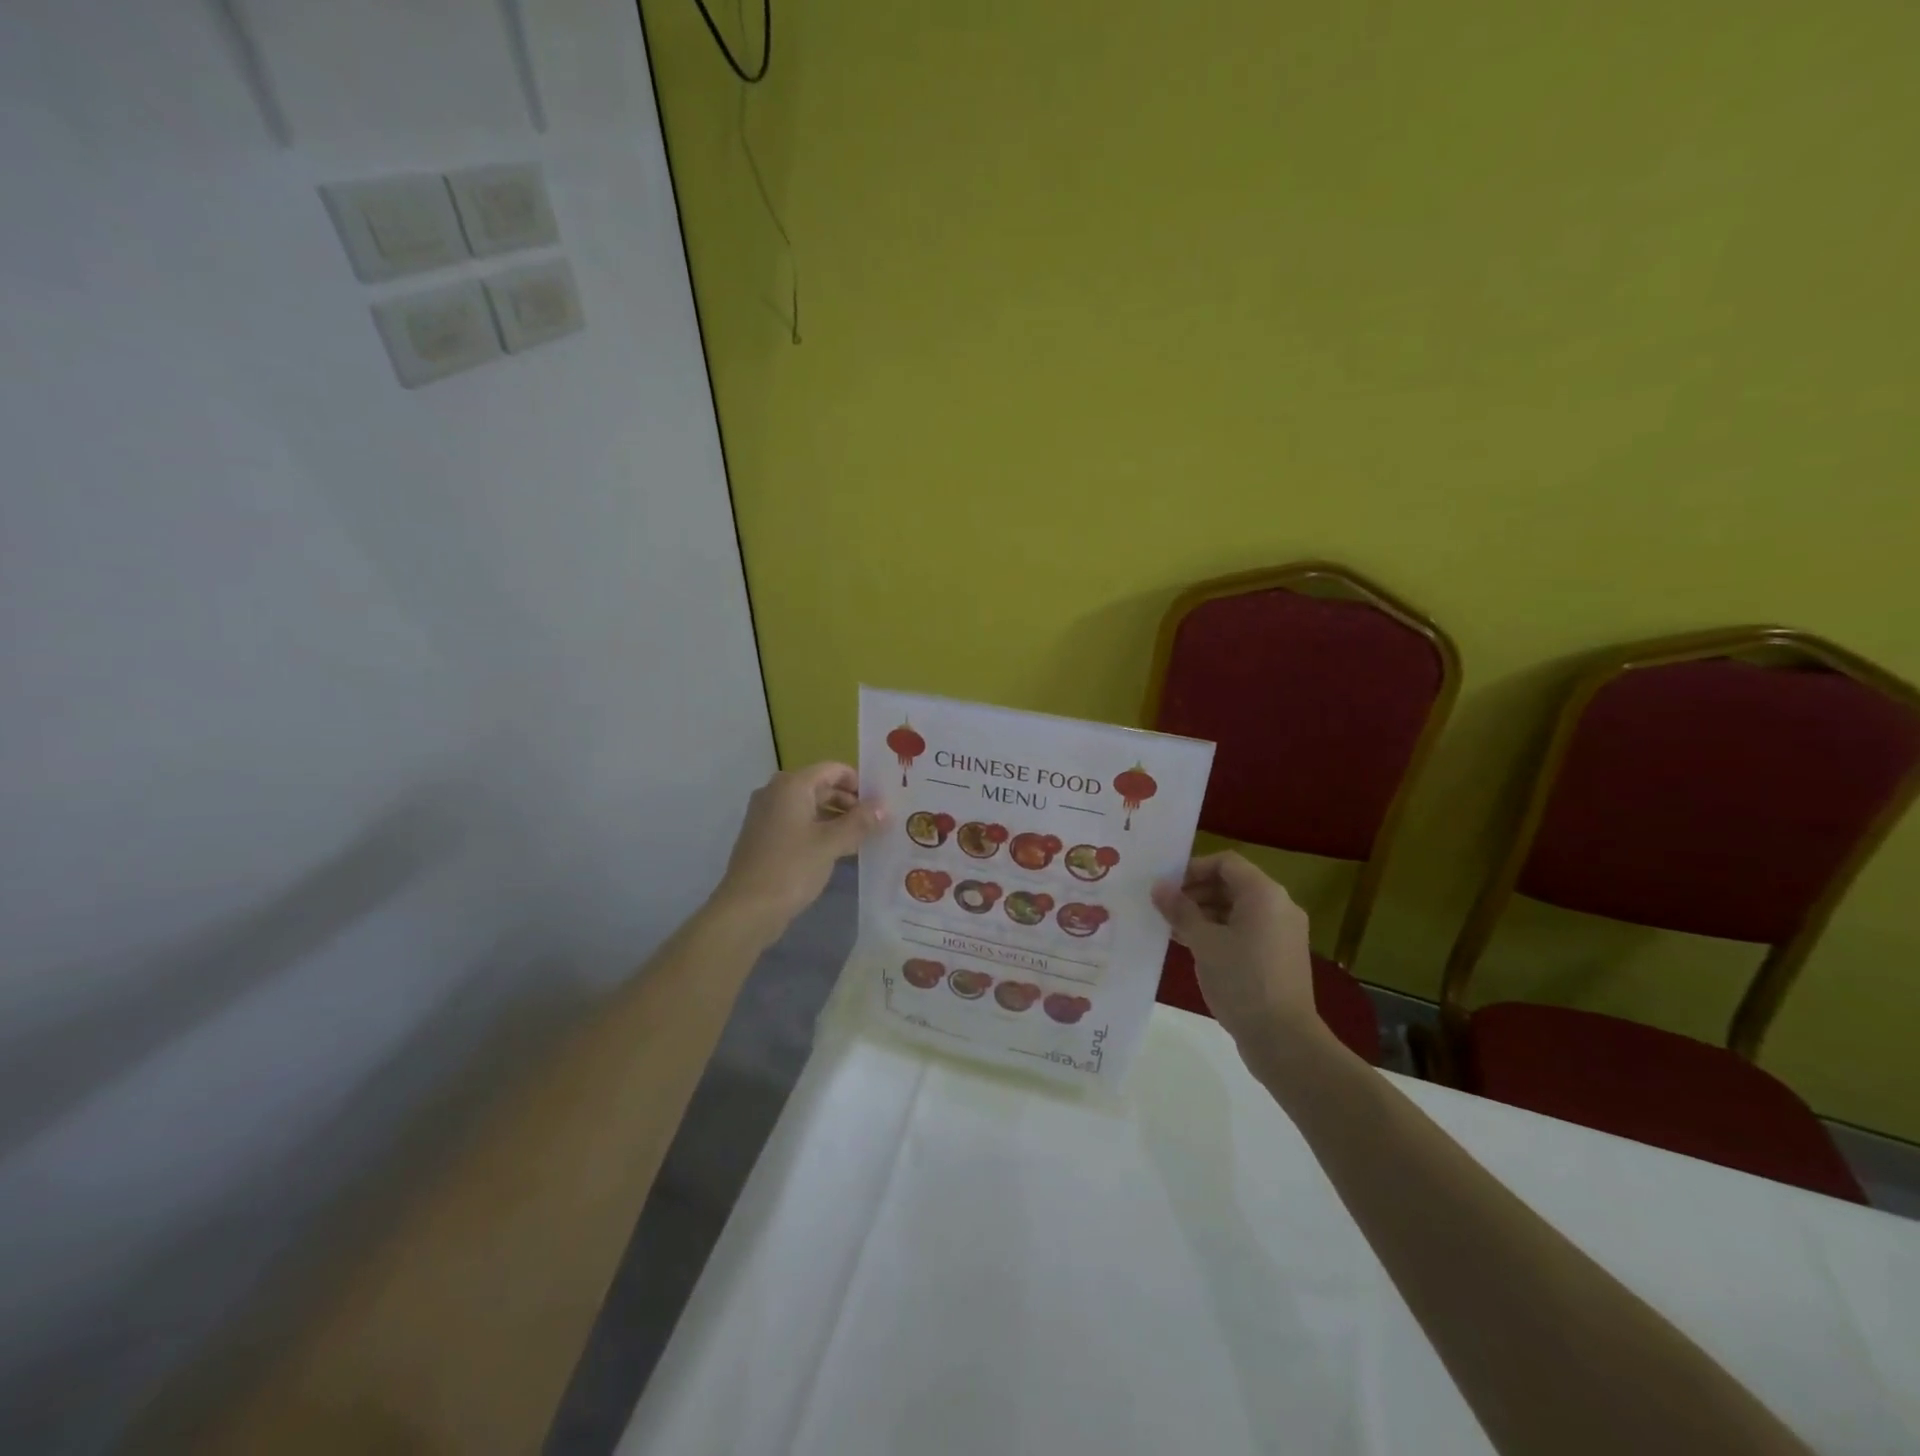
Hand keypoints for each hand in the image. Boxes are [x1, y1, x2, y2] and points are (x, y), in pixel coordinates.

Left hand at [712, 763, 882, 939]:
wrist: (746, 909)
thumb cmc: (791, 868)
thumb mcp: (831, 844)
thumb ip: (859, 822)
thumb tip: (883, 807)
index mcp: (791, 786)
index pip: (832, 769)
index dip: (858, 782)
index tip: (880, 801)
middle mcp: (776, 793)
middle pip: (820, 786)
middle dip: (849, 802)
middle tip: (876, 821)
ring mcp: (767, 815)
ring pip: (810, 807)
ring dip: (836, 818)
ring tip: (863, 837)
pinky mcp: (764, 837)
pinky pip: (798, 824)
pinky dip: (819, 830)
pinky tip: (839, 850)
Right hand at [1152, 852, 1321, 1053]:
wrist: (1283, 1039)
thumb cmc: (1242, 981)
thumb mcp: (1203, 942)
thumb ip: (1180, 910)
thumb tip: (1159, 887)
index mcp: (1264, 894)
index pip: (1225, 863)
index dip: (1193, 868)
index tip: (1166, 886)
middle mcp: (1278, 906)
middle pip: (1231, 884)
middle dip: (1195, 892)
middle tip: (1164, 907)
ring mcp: (1281, 932)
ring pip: (1236, 909)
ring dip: (1203, 913)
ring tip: (1171, 927)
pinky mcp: (1278, 956)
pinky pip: (1245, 930)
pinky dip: (1219, 931)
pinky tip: (1192, 946)